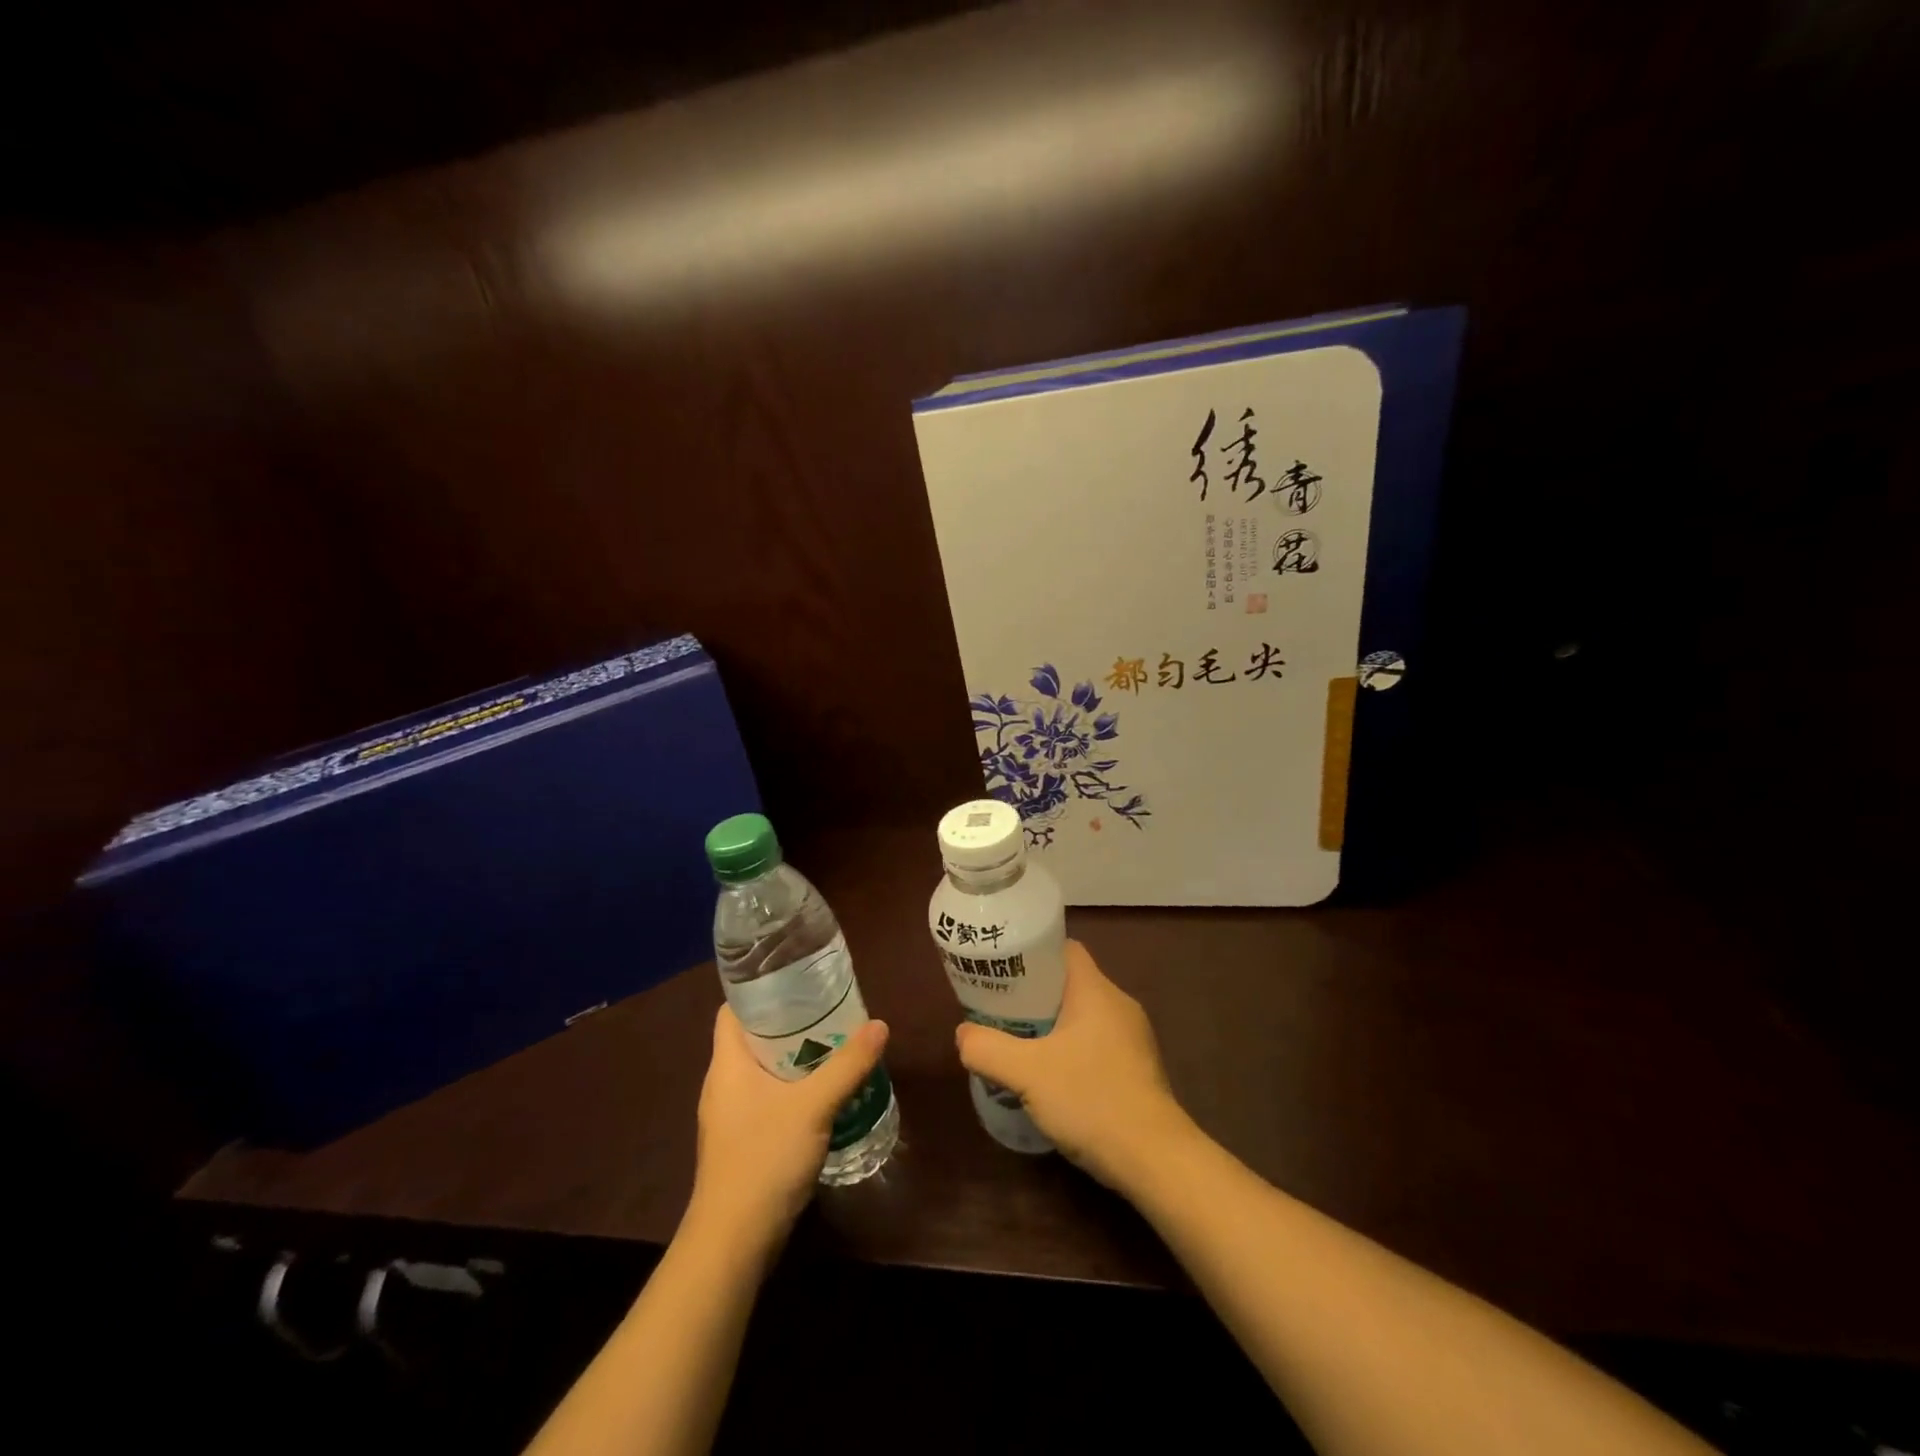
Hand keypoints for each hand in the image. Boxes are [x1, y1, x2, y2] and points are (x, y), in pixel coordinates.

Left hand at [688, 1006, 888, 1249]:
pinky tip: (822, 1093)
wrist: (733, 1242)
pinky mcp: (740, 1142)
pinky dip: (791, 1088)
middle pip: (752, 1037)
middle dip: (789, 1022)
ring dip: (794, 1057)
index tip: (798, 979)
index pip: (734, 1010)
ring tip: (833, 1044)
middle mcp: (723, 1084)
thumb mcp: (813, 1106)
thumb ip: (848, 1065)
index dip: (760, 990)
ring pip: (762, 1070)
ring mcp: (729, 1116)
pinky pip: (766, 1098)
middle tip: (829, 1009)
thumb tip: (880, 1025)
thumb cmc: (763, 1159)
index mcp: (727, 1064)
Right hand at [954, 940, 1190, 1189]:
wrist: (1155, 1159)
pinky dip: (1070, 1050)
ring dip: (1051, 1025)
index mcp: (1096, 990)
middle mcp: (1118, 1005)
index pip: (1064, 949)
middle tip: (1000, 1009)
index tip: (1003, 969)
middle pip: (1069, 983)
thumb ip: (988, 1049)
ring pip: (1082, 1016)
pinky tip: (1050, 1077)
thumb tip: (963, 1035)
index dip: (1032, 953)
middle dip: (1033, 994)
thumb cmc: (1091, 1100)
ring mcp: (1132, 1038)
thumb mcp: (1027, 1074)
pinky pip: (1095, 1043)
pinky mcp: (1136, 1068)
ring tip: (1017, 1043)